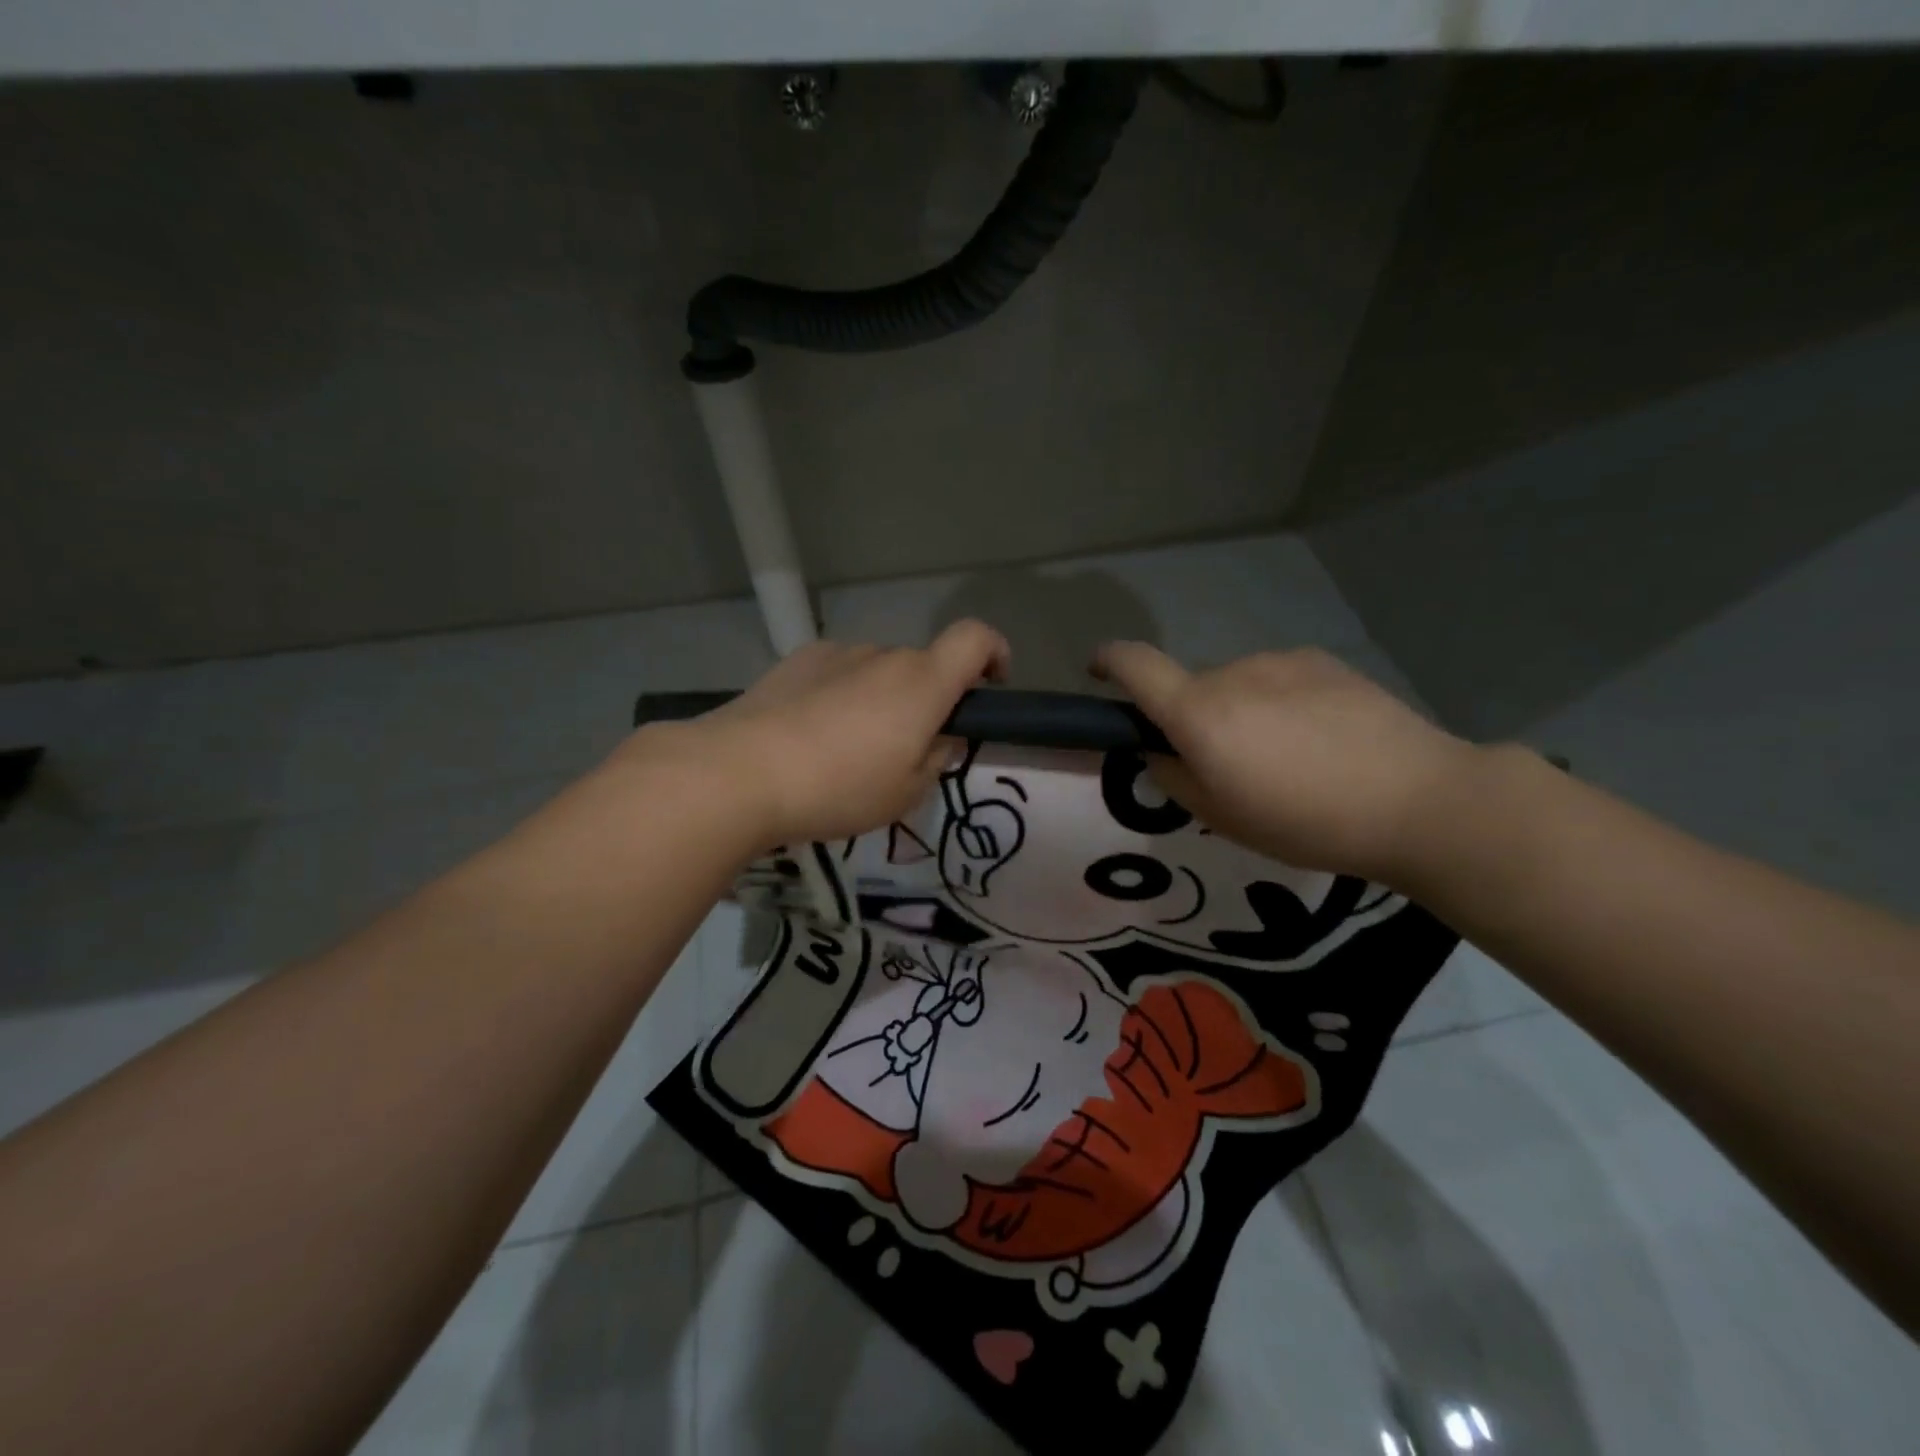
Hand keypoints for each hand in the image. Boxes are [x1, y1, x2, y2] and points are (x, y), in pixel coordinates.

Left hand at [628, 620, 1009, 849]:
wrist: (740, 772)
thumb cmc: (838, 788)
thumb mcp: (905, 794)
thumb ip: (935, 760)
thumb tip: (940, 739)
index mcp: (922, 682)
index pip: (976, 638)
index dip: (995, 653)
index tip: (992, 684)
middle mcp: (884, 655)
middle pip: (922, 666)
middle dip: (925, 700)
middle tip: (904, 751)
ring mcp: (836, 654)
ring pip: (877, 672)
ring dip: (879, 700)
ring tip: (847, 749)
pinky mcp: (796, 661)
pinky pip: (837, 674)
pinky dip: (840, 695)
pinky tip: (812, 734)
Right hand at [1090, 643, 1478, 882]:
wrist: (1417, 799)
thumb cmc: (1305, 820)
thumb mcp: (1220, 817)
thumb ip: (1173, 776)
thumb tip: (1162, 749)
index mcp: (1199, 713)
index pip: (1135, 665)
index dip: (1108, 662)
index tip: (1098, 671)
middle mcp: (1232, 674)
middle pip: (1191, 688)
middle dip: (1194, 720)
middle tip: (1230, 768)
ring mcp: (1281, 662)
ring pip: (1237, 686)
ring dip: (1241, 713)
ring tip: (1288, 759)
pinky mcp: (1324, 662)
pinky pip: (1279, 680)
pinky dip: (1280, 704)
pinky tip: (1322, 740)